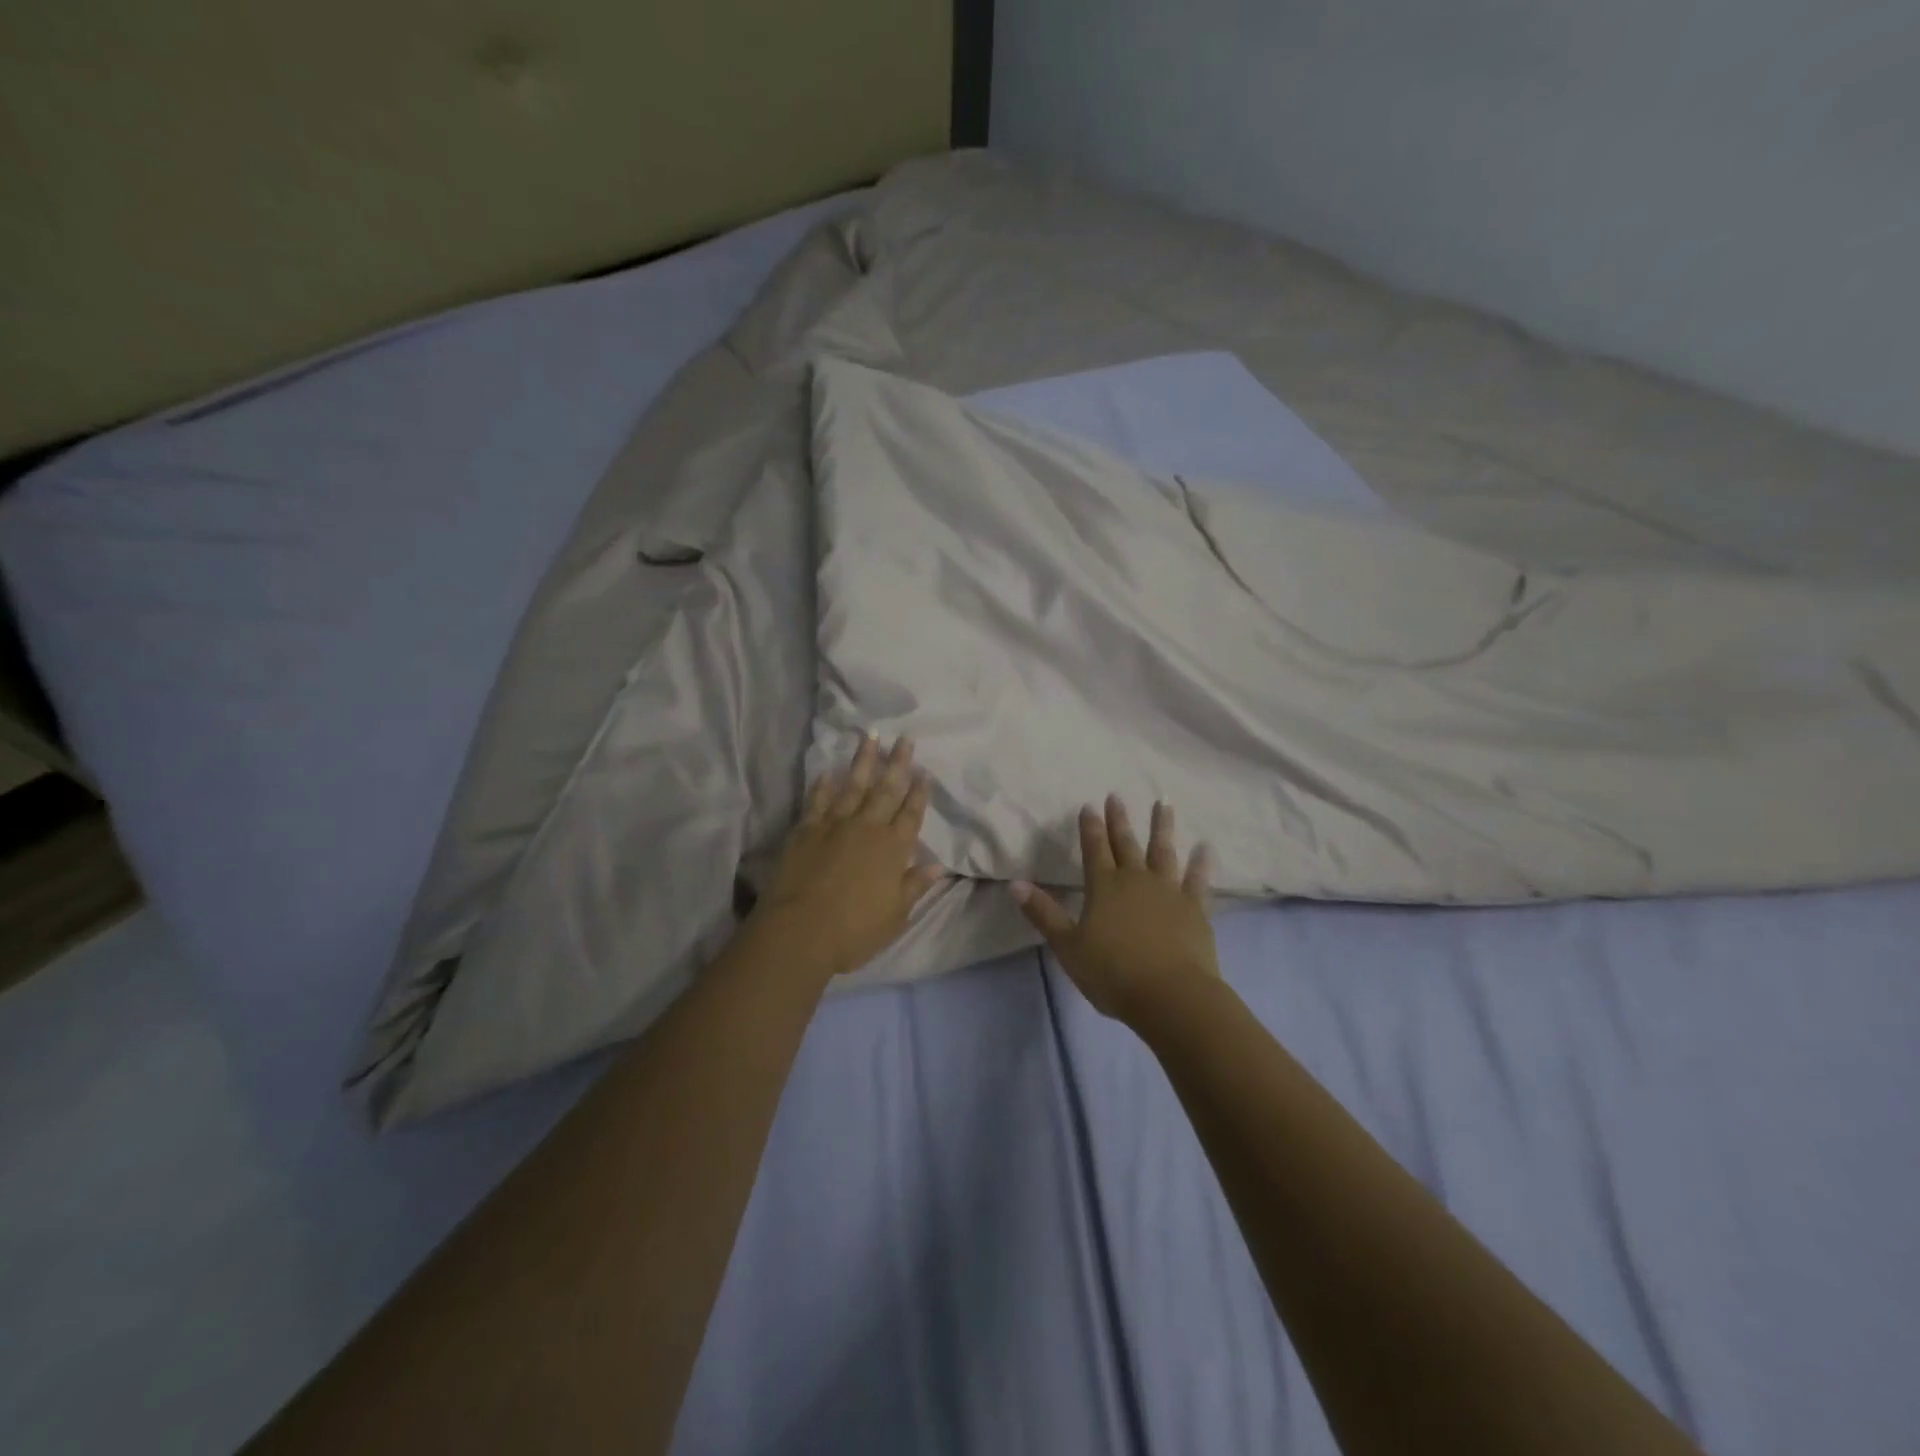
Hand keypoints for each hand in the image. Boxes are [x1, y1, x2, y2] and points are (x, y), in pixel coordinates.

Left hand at [750, 735, 946, 981]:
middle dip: (897, 764)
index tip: (924, 772)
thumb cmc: (855, 930)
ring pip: (853, 786)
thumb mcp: (896, 915)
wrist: (800, 932)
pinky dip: (824, 786)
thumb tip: (937, 865)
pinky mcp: (806, 830)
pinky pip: (817, 801)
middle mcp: (867, 828)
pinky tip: (828, 772)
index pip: (911, 814)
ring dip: (863, 761)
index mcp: (893, 848)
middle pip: (886, 790)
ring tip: (871, 737)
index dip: (919, 793)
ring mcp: (834, 825)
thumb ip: (915, 885)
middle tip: (904, 739)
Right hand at [1013, 795, 1217, 1022]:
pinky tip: (1205, 848)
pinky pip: (1198, 881)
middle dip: (1120, 820)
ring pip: (1164, 852)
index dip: (1090, 827)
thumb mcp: (1068, 946)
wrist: (1171, 996)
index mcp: (1104, 887)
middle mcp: (1136, 881)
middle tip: (1117, 796)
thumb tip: (1015, 883)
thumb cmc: (1113, 973)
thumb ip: (1043, 913)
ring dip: (1162, 827)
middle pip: (1126, 844)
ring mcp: (1169, 892)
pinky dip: (1201, 863)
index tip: (1088, 805)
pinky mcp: (1195, 910)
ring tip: (1164, 803)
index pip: (1094, 849)